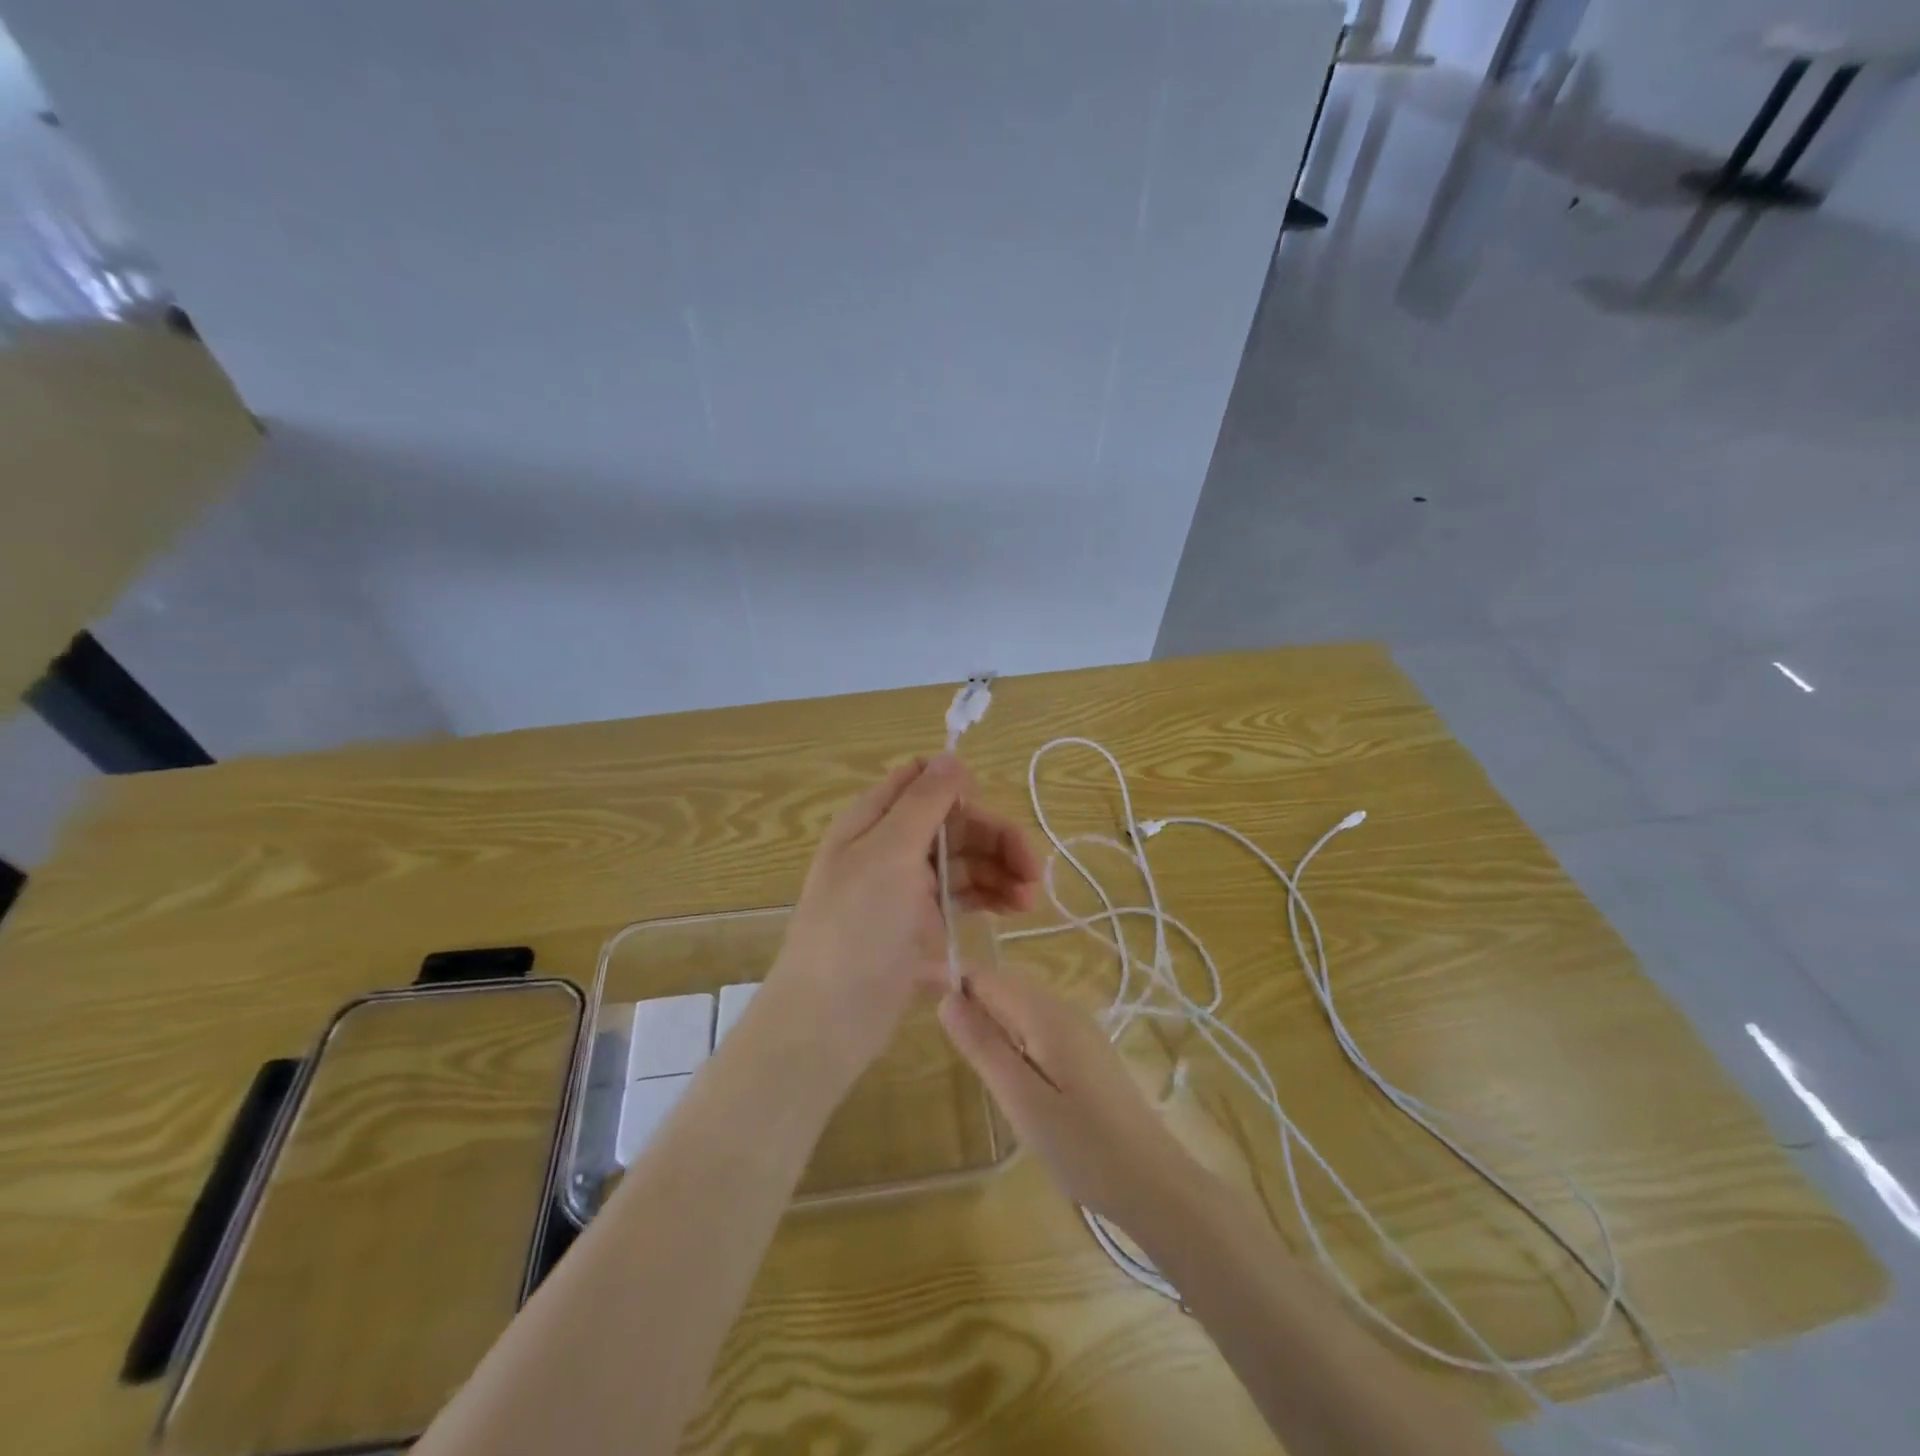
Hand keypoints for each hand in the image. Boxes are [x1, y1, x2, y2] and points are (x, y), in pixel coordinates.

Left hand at [764, 755, 1040, 1087]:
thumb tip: (951, 754)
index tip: (988, 811)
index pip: (922, 781)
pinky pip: (962, 899)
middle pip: (954, 824)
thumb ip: (923, 802)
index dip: (959, 788)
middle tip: (1034, 872)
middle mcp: (891, 849)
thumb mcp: (888, 853)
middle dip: (995, 839)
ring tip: (1031, 900)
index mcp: (875, 821)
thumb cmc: (856, 927)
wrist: (829, 1021)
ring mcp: (906, 890)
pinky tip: (1014, 912)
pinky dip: (989, 899)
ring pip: (963, 862)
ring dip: (1000, 872)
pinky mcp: (921, 928)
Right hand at [938, 962, 1201, 1234]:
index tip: (925, 1008)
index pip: (988, 975)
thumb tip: (946, 998)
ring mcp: (1080, 1028)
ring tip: (974, 1063)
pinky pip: (1038, 1025)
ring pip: (1021, 1005)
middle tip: (949, 1048)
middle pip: (1005, 985)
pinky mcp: (1086, 1050)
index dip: (954, 985)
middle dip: (972, 1003)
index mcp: (1046, 1014)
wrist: (1154, 1184)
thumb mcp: (1022, 1101)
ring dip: (993, 1022)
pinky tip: (1011, 1075)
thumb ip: (983, 1046)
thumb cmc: (1083, 1147)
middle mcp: (1064, 1008)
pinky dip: (1015, 1038)